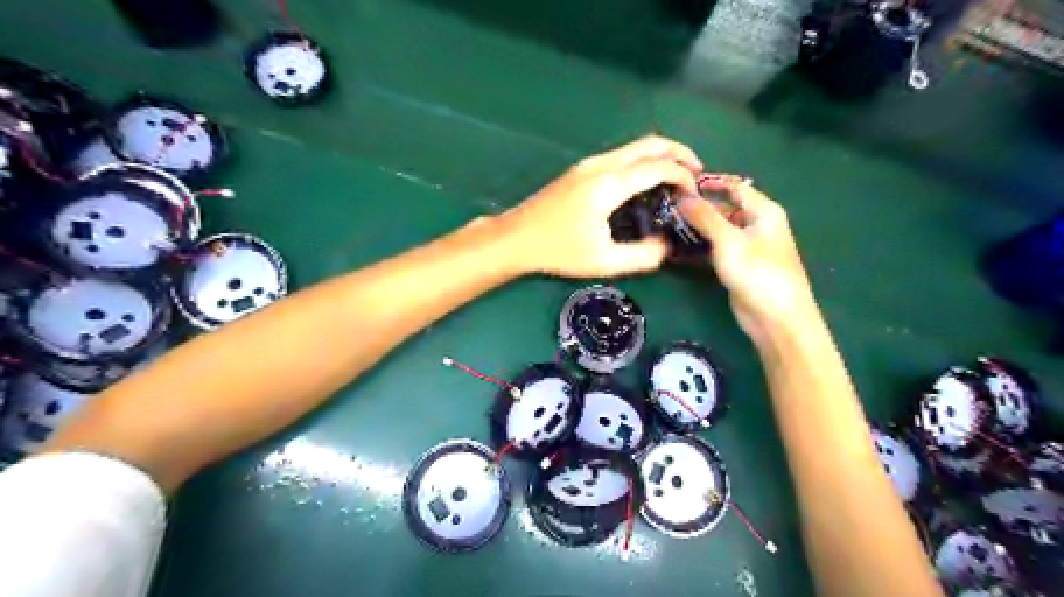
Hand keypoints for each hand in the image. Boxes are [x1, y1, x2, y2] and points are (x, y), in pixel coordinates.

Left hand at [504, 135, 704, 275]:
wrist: (517, 238)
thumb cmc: (558, 250)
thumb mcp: (603, 261)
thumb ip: (642, 256)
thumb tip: (666, 246)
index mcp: (609, 183)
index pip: (659, 167)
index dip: (684, 176)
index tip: (696, 194)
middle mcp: (601, 164)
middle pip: (650, 143)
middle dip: (679, 153)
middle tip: (697, 174)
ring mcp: (589, 164)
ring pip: (635, 147)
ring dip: (660, 156)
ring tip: (676, 180)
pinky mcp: (581, 169)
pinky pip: (621, 156)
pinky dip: (643, 162)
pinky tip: (646, 185)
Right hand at [676, 176, 817, 339]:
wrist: (775, 317)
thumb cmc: (757, 272)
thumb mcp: (728, 240)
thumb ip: (705, 217)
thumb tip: (682, 196)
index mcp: (763, 211)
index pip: (735, 186)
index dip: (709, 182)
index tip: (680, 183)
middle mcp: (757, 224)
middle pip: (724, 208)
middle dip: (698, 207)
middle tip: (666, 207)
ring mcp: (747, 247)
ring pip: (718, 230)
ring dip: (696, 228)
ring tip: (666, 225)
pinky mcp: (738, 266)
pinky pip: (715, 249)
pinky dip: (699, 247)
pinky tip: (677, 248)